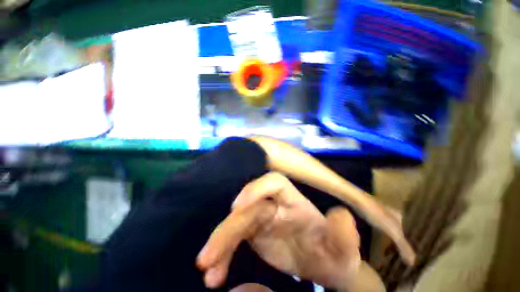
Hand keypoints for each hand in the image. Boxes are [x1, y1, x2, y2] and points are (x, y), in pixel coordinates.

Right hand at [197, 172, 384, 290]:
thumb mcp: (343, 249)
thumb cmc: (334, 253)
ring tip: (207, 269)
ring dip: (221, 244)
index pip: (274, 183)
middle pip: (247, 208)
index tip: (237, 206)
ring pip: (237, 224)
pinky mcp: (255, 234)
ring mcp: (262, 219)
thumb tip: (341, 215)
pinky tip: (216, 274)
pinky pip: (234, 240)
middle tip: (208, 257)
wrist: (325, 266)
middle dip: (228, 229)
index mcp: (294, 202)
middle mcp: (275, 205)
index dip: (255, 188)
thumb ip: (344, 234)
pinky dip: (224, 254)